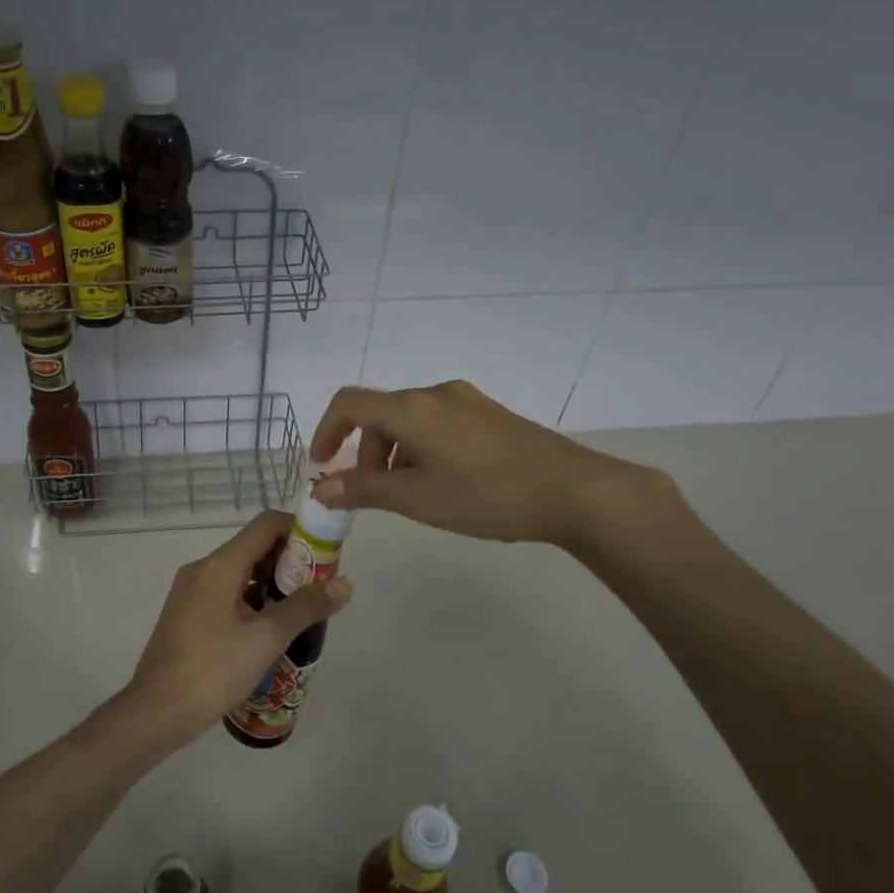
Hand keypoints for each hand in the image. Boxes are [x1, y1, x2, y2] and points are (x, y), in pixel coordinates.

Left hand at [122, 509, 351, 748]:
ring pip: (240, 572)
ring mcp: (191, 592)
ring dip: (272, 582)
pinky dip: (252, 599)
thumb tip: (344, 584)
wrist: (156, 712)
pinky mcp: (187, 614)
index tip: (325, 554)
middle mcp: (202, 569)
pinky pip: (226, 592)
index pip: (266, 525)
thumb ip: (306, 607)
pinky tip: (270, 628)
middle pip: (253, 546)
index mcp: (219, 566)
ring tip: (301, 610)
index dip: (300, 531)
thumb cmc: (213, 670)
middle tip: (319, 587)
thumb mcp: (266, 638)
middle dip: (290, 561)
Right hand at [310, 381, 679, 552]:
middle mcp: (436, 394)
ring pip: (411, 420)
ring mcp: (467, 401)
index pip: (349, 403)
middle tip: (374, 494)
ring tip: (412, 495)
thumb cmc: (486, 495)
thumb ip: (363, 490)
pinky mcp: (490, 414)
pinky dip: (422, 449)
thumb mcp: (417, 499)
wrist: (574, 491)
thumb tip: (319, 488)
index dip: (326, 430)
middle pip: (381, 414)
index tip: (320, 464)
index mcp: (412, 408)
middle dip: (365, 452)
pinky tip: (445, 483)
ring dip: (394, 453)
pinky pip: (438, 423)